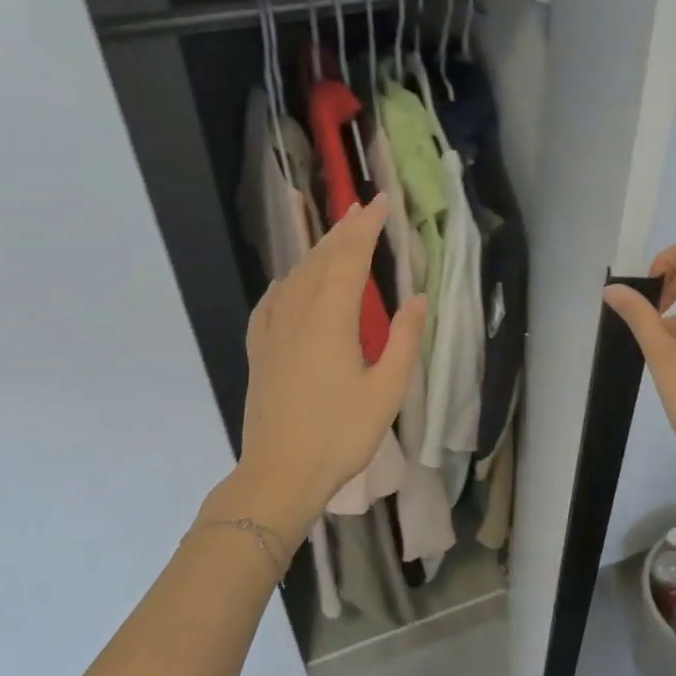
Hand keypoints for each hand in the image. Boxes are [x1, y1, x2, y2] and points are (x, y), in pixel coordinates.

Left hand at [231, 195, 423, 527]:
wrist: (280, 473)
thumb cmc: (340, 434)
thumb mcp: (387, 391)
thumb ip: (405, 340)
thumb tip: (416, 299)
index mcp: (330, 320)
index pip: (349, 258)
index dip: (366, 227)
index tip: (381, 202)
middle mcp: (296, 315)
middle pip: (319, 260)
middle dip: (343, 231)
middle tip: (361, 208)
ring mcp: (272, 332)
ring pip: (294, 277)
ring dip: (317, 251)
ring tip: (335, 237)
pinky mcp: (260, 351)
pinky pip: (272, 301)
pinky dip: (287, 282)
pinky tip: (289, 283)